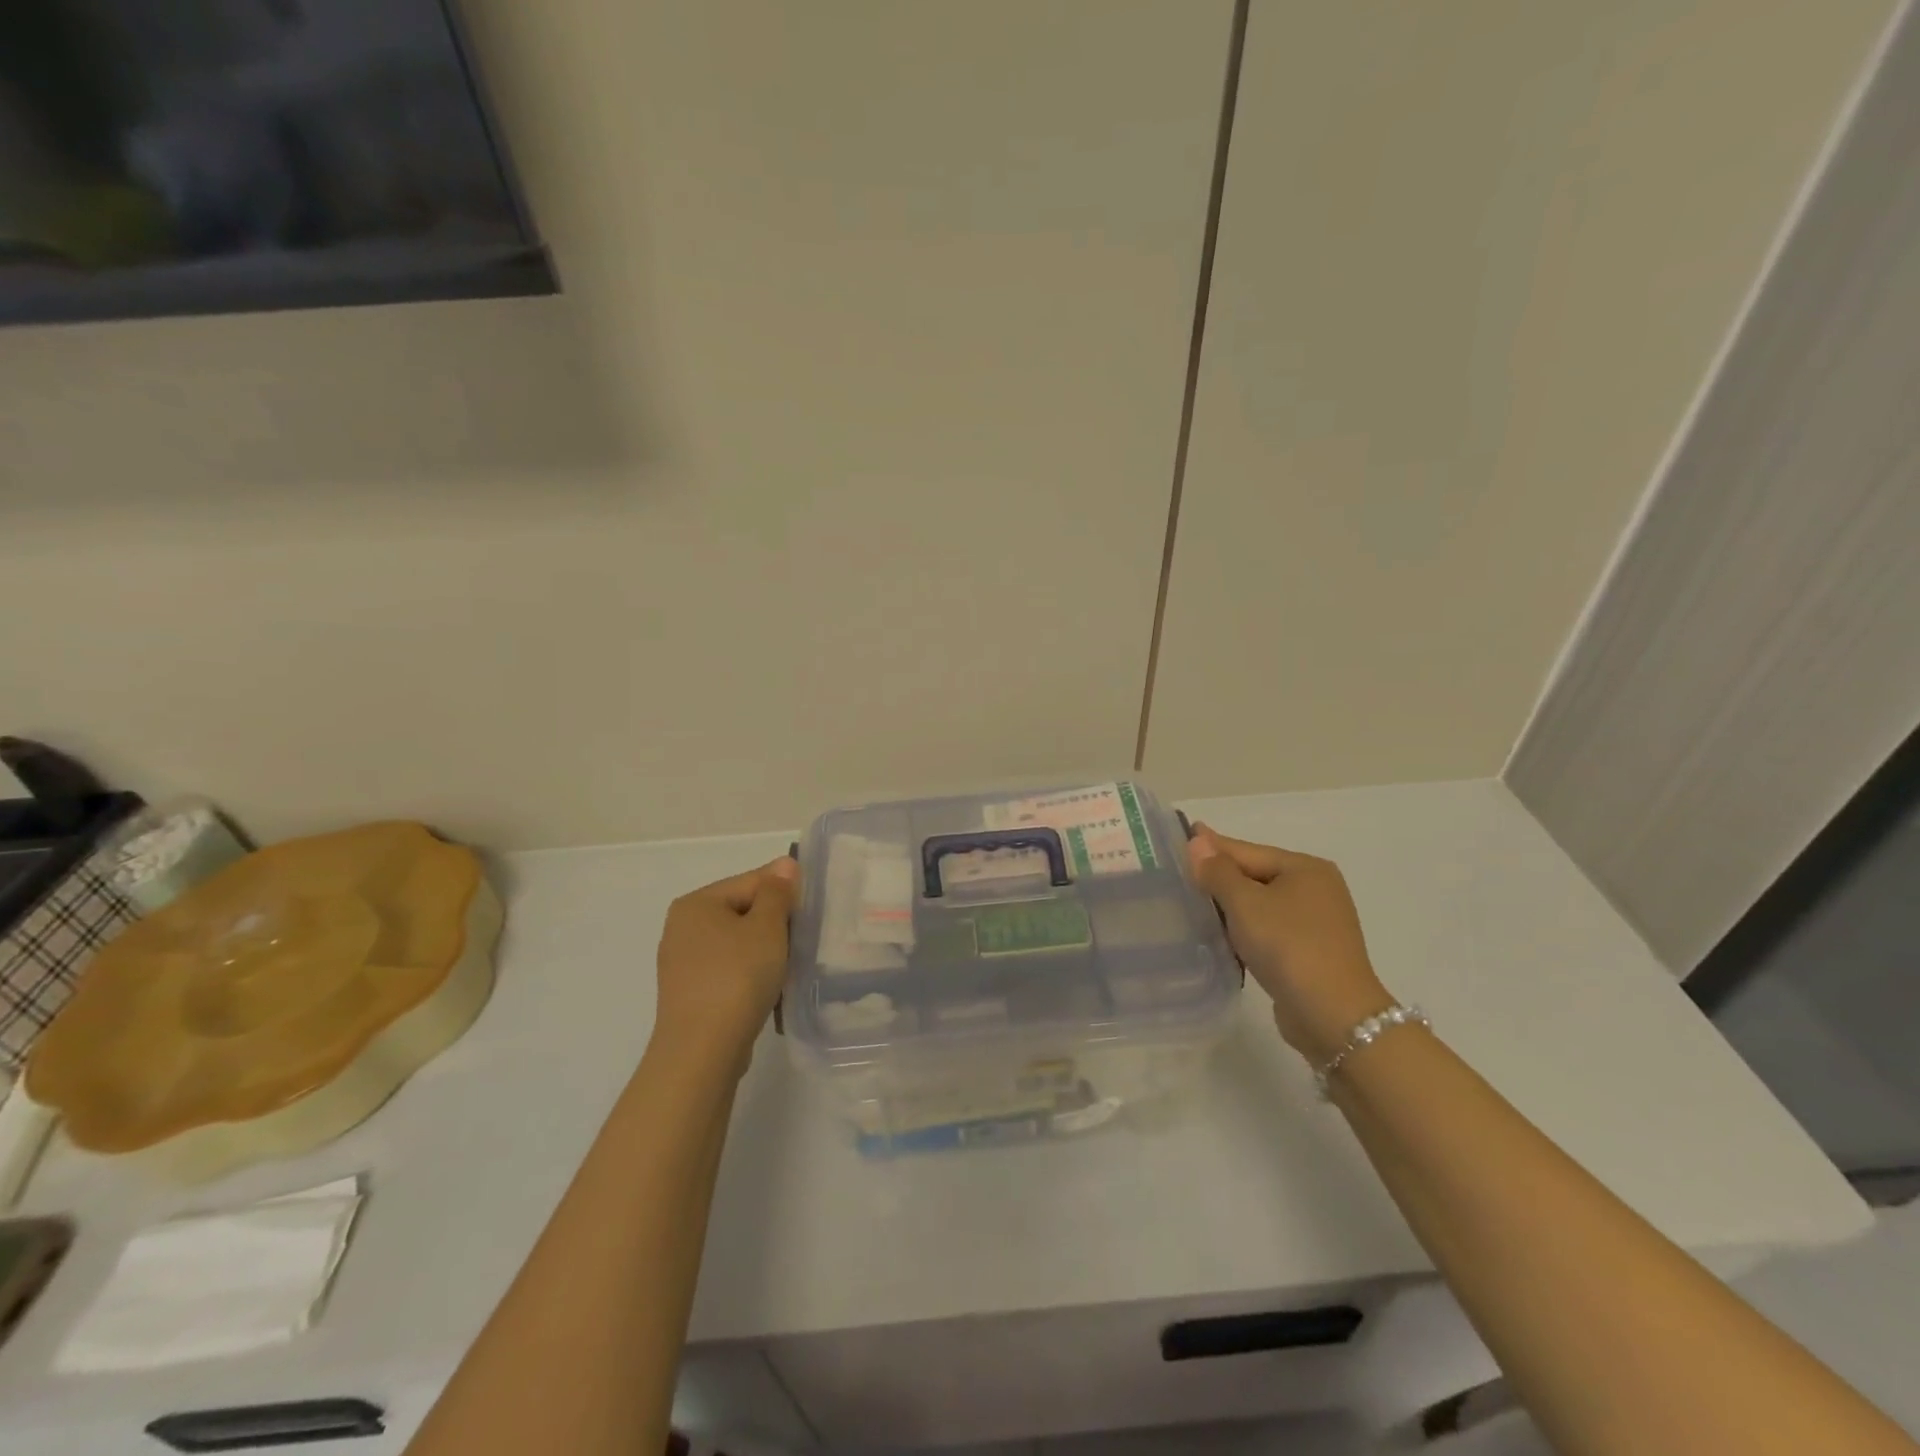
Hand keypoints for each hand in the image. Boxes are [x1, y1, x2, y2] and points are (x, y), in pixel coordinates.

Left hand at [652, 858, 797, 1069]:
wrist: (702, 1052)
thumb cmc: (737, 978)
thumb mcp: (767, 928)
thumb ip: (777, 893)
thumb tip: (784, 865)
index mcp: (696, 903)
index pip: (751, 881)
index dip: (785, 891)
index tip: (813, 908)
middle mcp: (683, 927)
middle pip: (743, 910)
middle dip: (775, 923)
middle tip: (806, 938)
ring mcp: (683, 963)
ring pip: (737, 943)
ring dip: (765, 950)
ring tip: (791, 965)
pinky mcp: (690, 994)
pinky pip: (729, 970)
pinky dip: (750, 974)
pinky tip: (770, 989)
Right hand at [1187, 827, 1393, 1062]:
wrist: (1333, 1015)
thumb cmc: (1288, 946)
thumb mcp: (1245, 903)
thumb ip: (1218, 871)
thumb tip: (1198, 841)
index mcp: (1305, 868)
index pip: (1247, 851)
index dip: (1211, 846)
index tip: (1181, 836)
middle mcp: (1316, 889)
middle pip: (1255, 875)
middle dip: (1219, 877)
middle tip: (1179, 872)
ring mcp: (1317, 922)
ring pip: (1261, 904)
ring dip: (1230, 906)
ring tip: (1192, 904)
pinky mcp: (1311, 952)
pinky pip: (1269, 929)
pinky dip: (1245, 929)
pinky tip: (1221, 935)